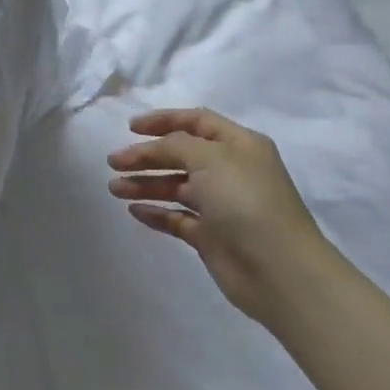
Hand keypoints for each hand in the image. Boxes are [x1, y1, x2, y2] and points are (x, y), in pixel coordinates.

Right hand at [107, 107, 331, 322]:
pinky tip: (133, 211)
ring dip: (144, 184)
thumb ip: (175, 145)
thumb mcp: (210, 159)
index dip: (163, 120)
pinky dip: (155, 212)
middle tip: (113, 162)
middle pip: (180, 155)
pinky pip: (176, 217)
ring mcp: (220, 205)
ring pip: (175, 186)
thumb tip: (153, 147)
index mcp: (239, 145)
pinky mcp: (210, 235)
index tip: (130, 128)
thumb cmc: (245, 201)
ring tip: (114, 189)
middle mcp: (230, 171)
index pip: (197, 122)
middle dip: (146, 156)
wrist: (276, 269)